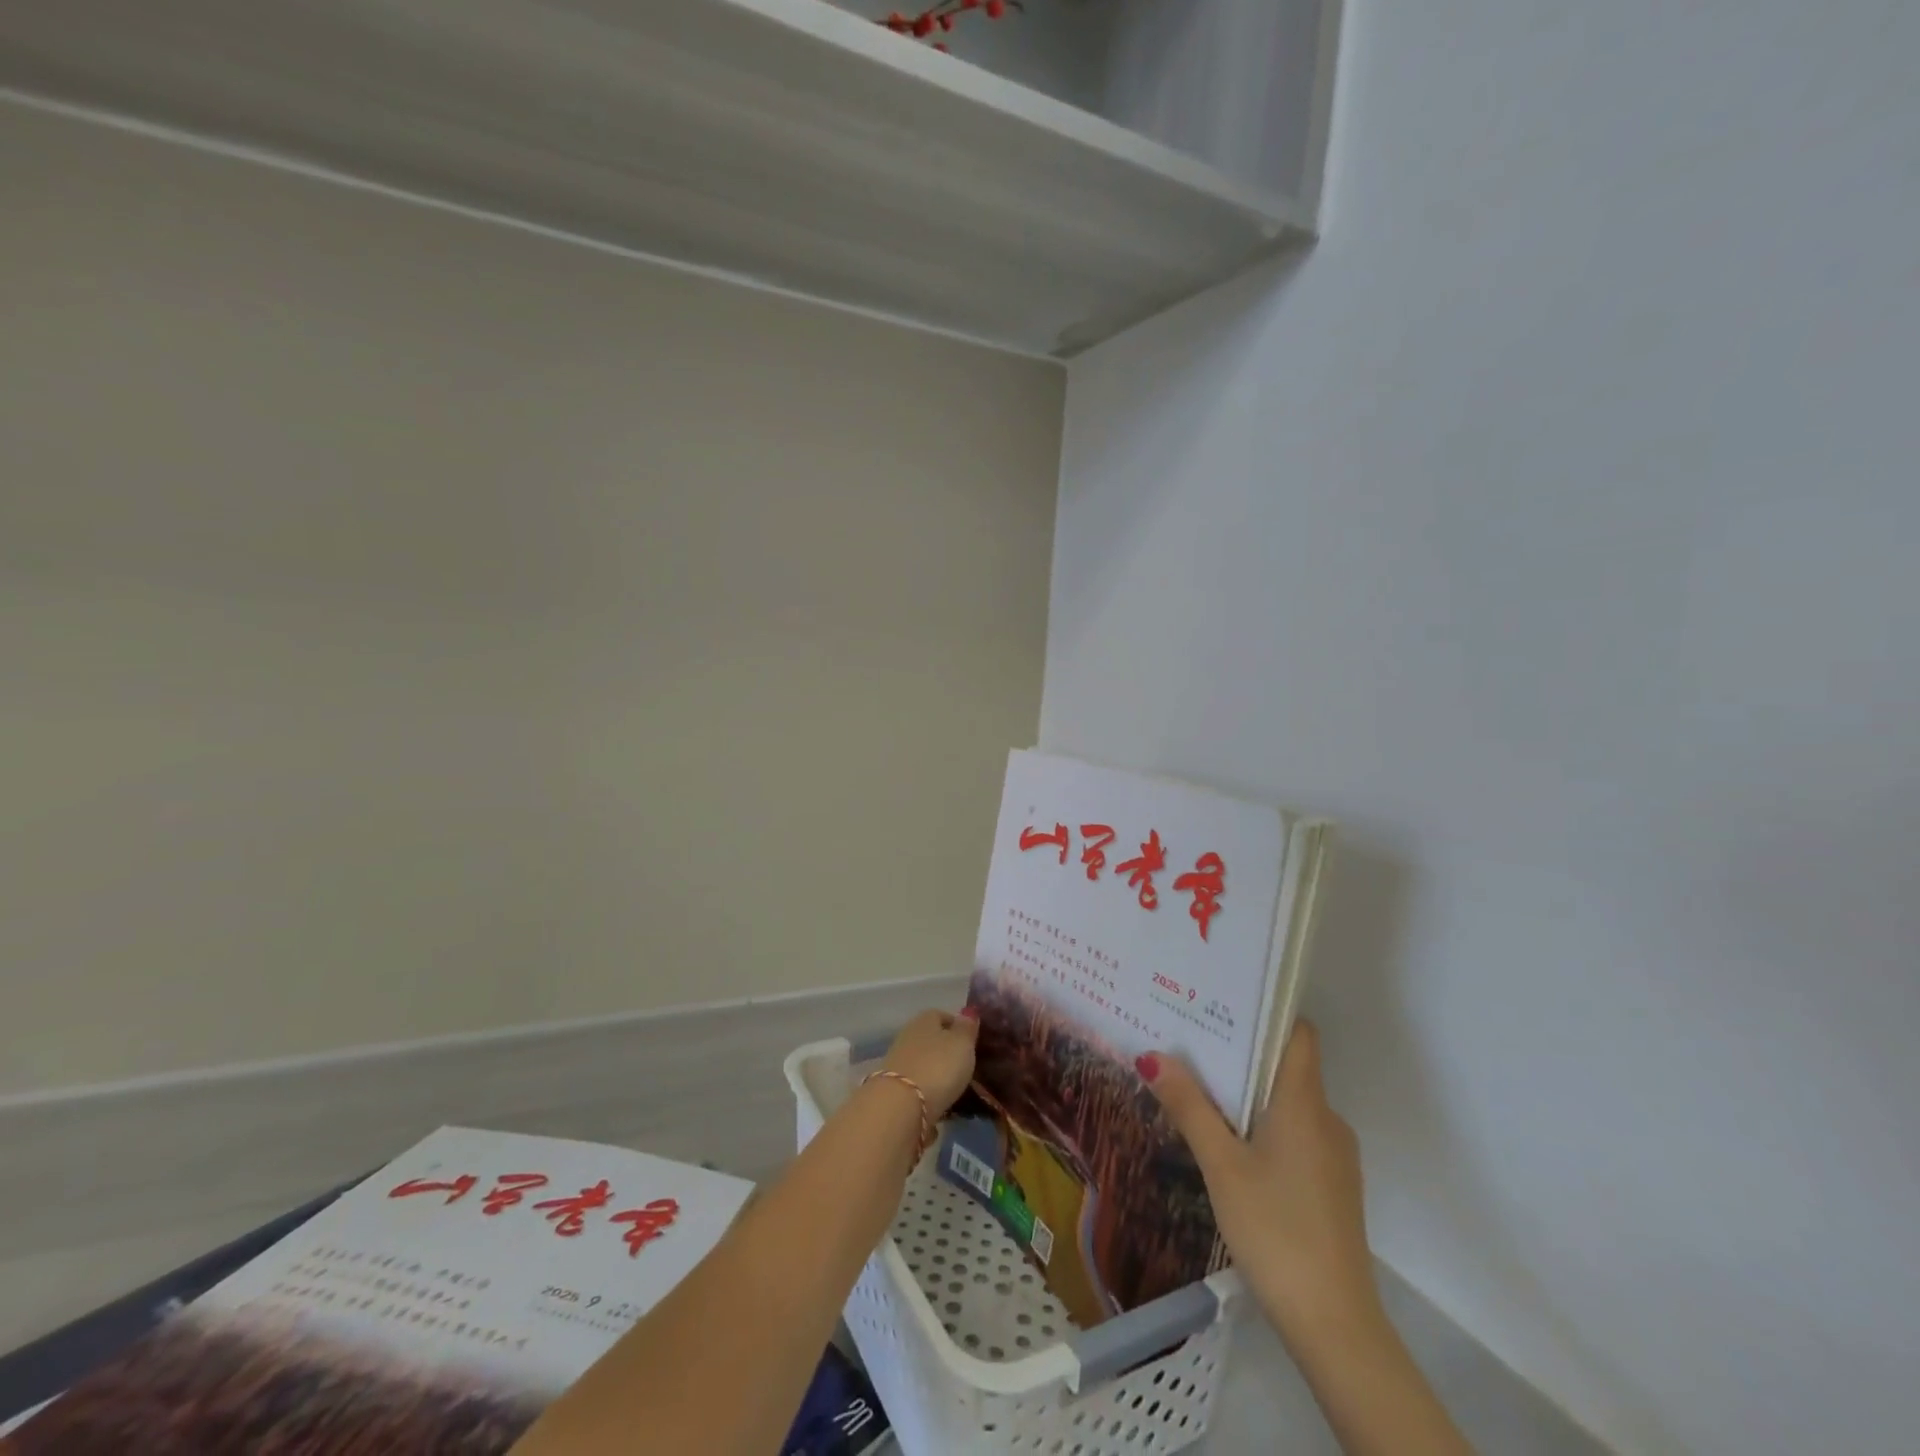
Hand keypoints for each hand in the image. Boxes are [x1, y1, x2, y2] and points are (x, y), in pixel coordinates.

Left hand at [882, 1007, 979, 1118]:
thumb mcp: (962, 1044)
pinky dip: (927, 1091)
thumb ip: (967, 1028)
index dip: (958, 1027)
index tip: (972, 1042)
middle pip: (931, 1039)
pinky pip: (916, 1085)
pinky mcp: (893, 1088)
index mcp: (925, 1019)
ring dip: (936, 1072)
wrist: (900, 1106)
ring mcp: (898, 1062)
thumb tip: (969, 1011)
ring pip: (923, 1062)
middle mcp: (908, 1035)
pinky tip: (939, 1103)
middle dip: (946, 1051)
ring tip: (955, 1088)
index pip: (942, 1015)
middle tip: (966, 1066)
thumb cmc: (937, 1067)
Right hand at [1140, 1021, 1381, 1354]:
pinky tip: (1231, 1144)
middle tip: (1192, 1040)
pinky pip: (1296, 1134)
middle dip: (1242, 1052)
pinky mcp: (1332, 1187)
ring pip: (1289, 1103)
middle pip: (1287, 1066)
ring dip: (1251, 1092)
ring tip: (1201, 1086)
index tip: (1223, 1001)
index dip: (1267, 1012)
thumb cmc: (1275, 1229)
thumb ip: (1189, 1107)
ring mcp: (1334, 1156)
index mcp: (1305, 1102)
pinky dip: (1265, 1126)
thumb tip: (1152, 1056)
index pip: (1298, 1033)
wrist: (1335, 1325)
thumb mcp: (1221, 1165)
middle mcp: (1326, 1119)